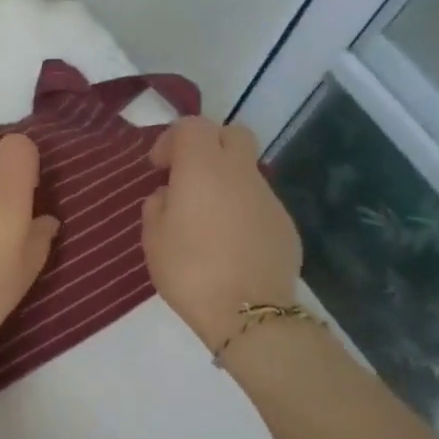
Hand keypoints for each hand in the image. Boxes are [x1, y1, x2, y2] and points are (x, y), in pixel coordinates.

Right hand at [141, 116, 301, 351]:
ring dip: (226, 181)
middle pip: (232, 134)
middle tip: (189, 177)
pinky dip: (242, 209)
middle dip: (209, 146)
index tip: (159, 168)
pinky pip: (259, 202)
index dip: (172, 140)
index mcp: (202, 168)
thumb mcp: (153, 238)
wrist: (248, 313)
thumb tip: (170, 195)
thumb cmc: (189, 270)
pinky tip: (231, 243)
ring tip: (208, 218)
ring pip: (247, 170)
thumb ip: (157, 206)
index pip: (192, 126)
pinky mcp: (285, 224)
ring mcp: (267, 197)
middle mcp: (239, 173)